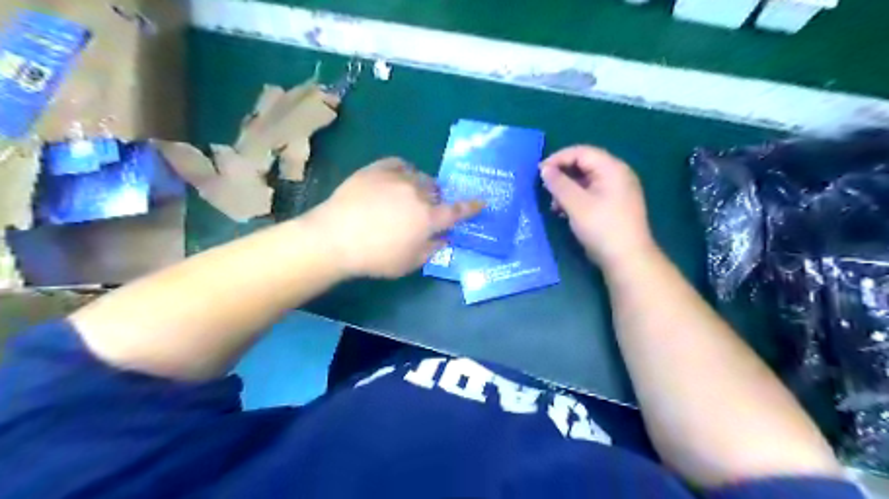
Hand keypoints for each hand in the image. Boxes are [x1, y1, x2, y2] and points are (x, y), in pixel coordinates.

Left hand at [309, 157, 482, 278]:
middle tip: (425, 210)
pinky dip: (404, 170)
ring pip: (420, 176)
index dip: (471, 207)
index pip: (457, 211)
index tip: (481, 201)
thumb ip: (431, 249)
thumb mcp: (408, 263)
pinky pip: (399, 163)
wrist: (335, 237)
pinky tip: (397, 178)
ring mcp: (398, 178)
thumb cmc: (375, 257)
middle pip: (437, 191)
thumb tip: (444, 238)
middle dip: (436, 199)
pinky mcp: (378, 169)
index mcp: (429, 218)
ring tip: (408, 194)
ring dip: (420, 185)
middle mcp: (418, 194)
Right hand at [538, 144, 653, 267]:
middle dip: (562, 175)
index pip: (581, 152)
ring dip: (567, 189)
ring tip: (554, 206)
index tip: (539, 172)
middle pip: (585, 165)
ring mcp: (618, 191)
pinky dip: (576, 199)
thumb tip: (544, 169)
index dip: (558, 158)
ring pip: (586, 180)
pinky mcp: (615, 205)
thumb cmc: (601, 227)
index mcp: (612, 168)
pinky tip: (565, 212)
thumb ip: (558, 183)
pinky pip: (592, 193)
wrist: (627, 259)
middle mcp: (618, 174)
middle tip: (545, 188)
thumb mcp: (576, 204)